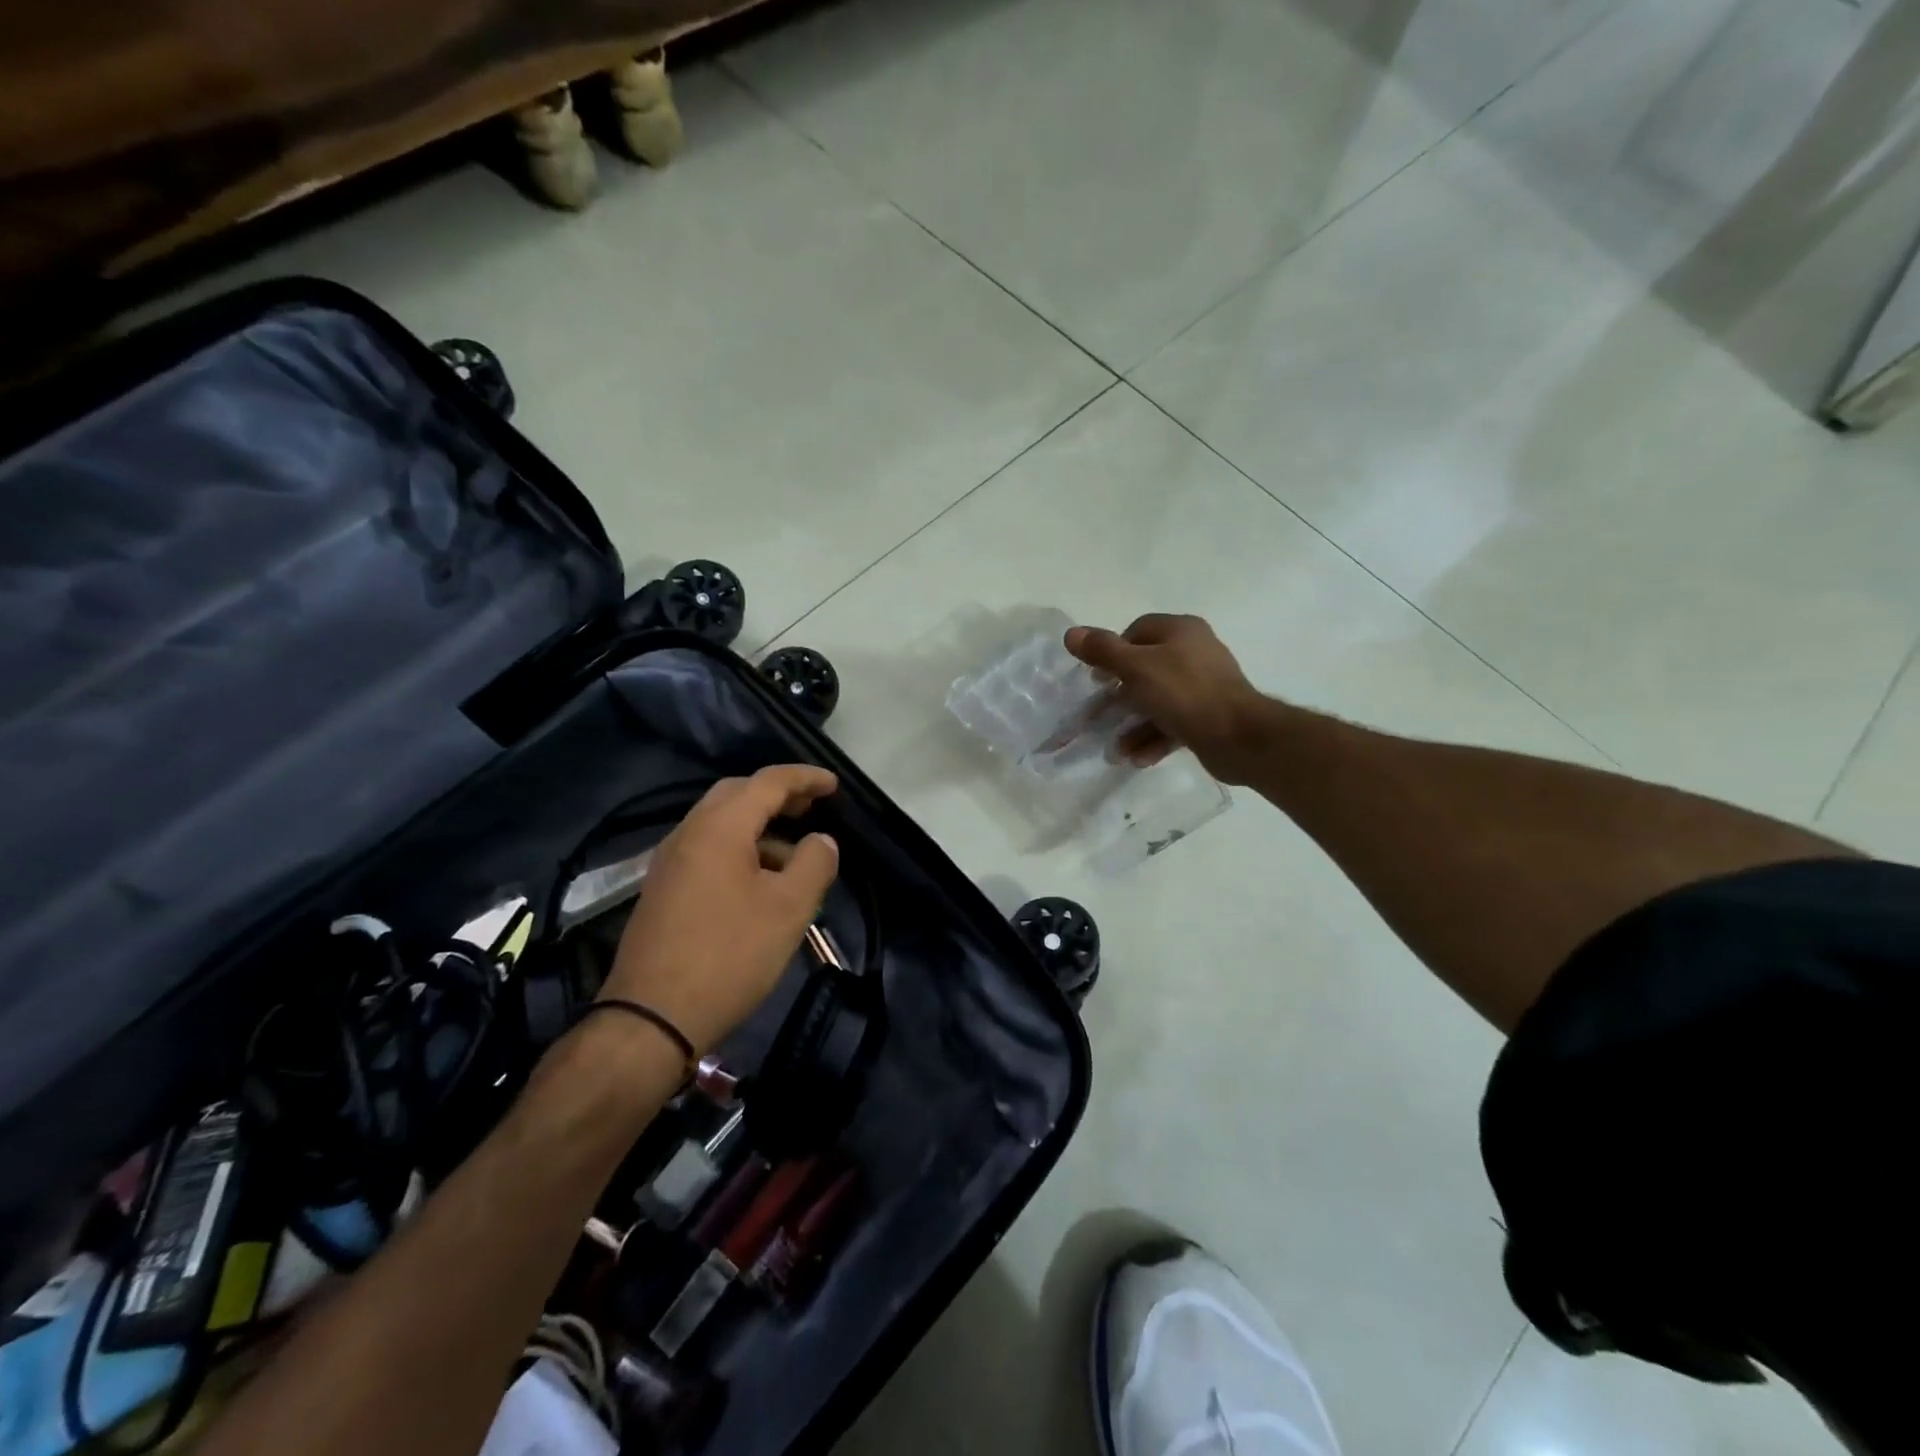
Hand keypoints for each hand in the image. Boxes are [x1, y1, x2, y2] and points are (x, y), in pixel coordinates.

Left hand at [602, 765, 839, 1054]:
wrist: (650, 1019)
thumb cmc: (729, 955)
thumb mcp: (789, 909)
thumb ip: (814, 863)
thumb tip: (821, 840)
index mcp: (719, 828)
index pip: (767, 782)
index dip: (805, 778)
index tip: (834, 785)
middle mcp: (688, 833)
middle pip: (737, 794)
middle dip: (778, 795)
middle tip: (811, 808)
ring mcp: (670, 863)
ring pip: (720, 824)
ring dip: (759, 826)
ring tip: (793, 854)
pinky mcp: (662, 890)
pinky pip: (707, 850)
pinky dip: (739, 849)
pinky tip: (759, 883)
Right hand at [1065, 615, 1269, 782]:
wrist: (1239, 737)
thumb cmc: (1184, 693)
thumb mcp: (1136, 668)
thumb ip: (1103, 651)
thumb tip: (1071, 633)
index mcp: (1181, 631)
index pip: (1137, 631)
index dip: (1113, 652)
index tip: (1097, 677)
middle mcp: (1195, 653)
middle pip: (1145, 669)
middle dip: (1119, 697)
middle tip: (1098, 714)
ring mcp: (1204, 686)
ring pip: (1158, 701)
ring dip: (1133, 725)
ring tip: (1115, 749)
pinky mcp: (1208, 716)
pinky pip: (1173, 723)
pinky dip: (1154, 739)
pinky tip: (1137, 759)